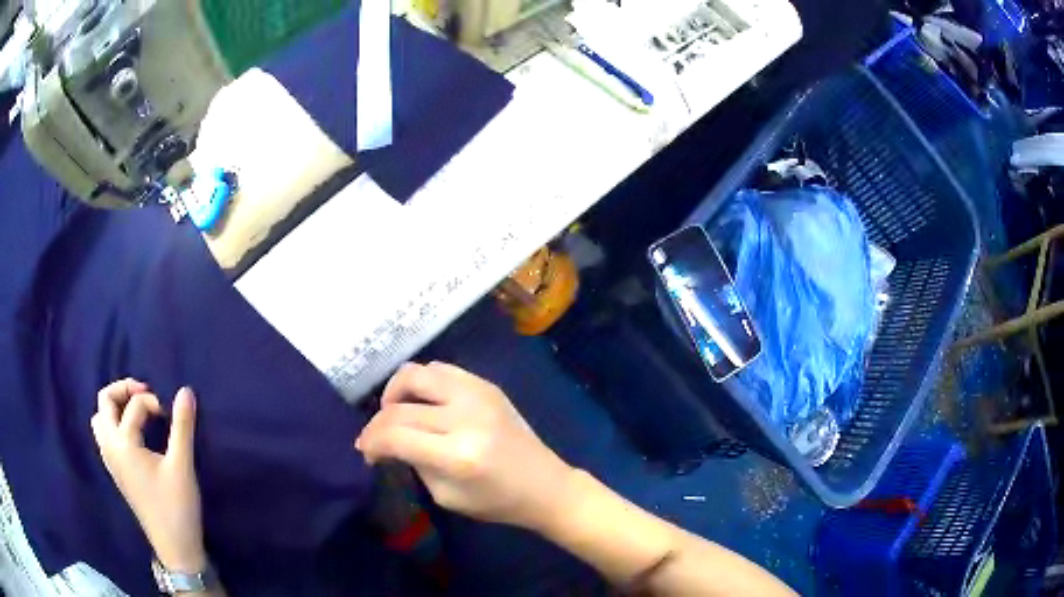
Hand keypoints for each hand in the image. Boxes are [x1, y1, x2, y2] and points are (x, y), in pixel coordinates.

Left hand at [91, 379, 205, 571]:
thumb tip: (186, 391)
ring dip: (115, 407)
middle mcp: (110, 447)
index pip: (134, 406)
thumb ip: (182, 426)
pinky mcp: (115, 471)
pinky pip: (104, 435)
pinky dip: (113, 424)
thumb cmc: (177, 506)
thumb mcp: (182, 466)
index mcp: (123, 444)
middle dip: (123, 390)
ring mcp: (110, 460)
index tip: (170, 415)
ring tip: (135, 411)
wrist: (174, 546)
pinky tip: (131, 434)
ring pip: (100, 419)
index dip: (153, 402)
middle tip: (145, 393)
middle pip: (104, 402)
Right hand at [356, 362, 575, 530]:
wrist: (545, 485)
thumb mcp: (445, 495)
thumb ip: (413, 462)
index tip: (367, 452)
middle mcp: (466, 416)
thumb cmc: (496, 501)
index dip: (371, 442)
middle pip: (400, 405)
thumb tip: (385, 441)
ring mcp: (479, 394)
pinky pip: (440, 369)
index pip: (395, 435)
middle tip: (375, 439)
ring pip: (416, 373)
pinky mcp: (487, 385)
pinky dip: (421, 383)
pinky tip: (421, 403)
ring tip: (395, 413)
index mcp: (458, 454)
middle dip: (377, 423)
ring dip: (395, 392)